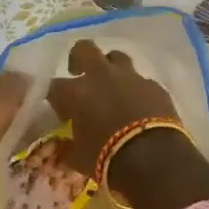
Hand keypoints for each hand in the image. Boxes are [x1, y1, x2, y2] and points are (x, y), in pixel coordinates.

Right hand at [45, 40, 179, 178]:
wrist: (154, 159)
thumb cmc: (107, 159)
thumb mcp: (79, 159)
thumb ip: (67, 149)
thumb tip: (62, 148)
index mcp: (75, 93)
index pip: (53, 85)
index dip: (54, 95)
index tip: (58, 107)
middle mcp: (100, 76)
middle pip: (84, 49)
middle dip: (79, 58)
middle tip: (80, 73)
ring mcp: (130, 78)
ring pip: (117, 57)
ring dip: (111, 68)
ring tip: (112, 86)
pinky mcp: (155, 86)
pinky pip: (141, 81)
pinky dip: (137, 90)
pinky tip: (139, 104)